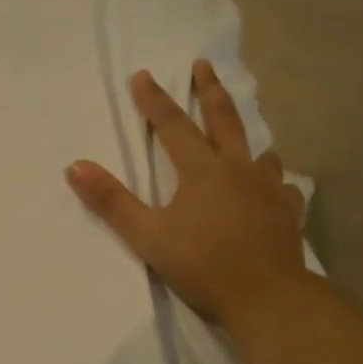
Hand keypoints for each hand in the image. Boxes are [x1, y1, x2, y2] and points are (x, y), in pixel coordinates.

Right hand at [66, 60, 309, 329]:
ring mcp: (268, 190)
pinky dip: (275, 181)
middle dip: (210, 91)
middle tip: (204, 66)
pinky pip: (283, 187)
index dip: (155, 100)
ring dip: (248, 138)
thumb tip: (75, 166)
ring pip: (260, 152)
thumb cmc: (202, 265)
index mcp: (202, 171)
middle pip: (224, 120)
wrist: (267, 297)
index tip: (143, 75)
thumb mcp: (147, 235)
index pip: (172, 126)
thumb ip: (112, 201)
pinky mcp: (287, 214)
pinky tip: (275, 187)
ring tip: (245, 135)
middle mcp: (238, 170)